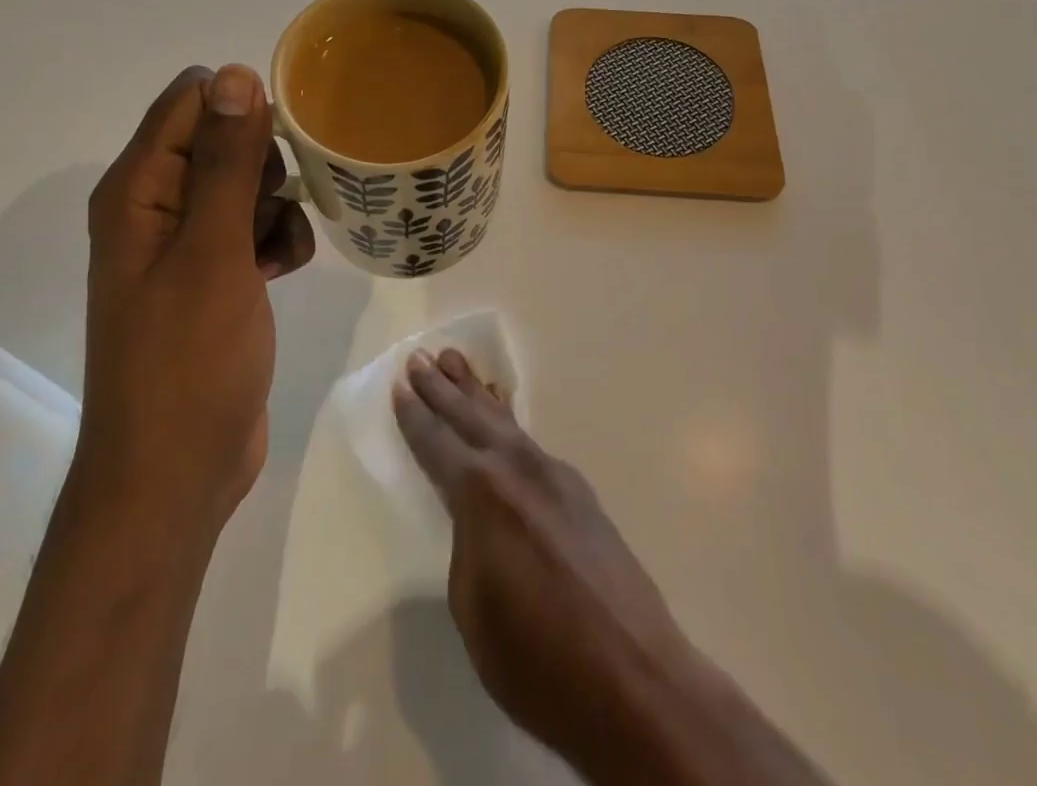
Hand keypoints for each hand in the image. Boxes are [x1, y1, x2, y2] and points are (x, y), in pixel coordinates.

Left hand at [80, 64, 314, 530]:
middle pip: (222, 139)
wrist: (179, 472)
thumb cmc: (189, 359)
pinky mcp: (213, 277)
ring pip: (248, 185)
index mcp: (137, 190)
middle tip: (275, 207)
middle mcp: (155, 208)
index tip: (283, 143)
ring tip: (279, 253)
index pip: (190, 101)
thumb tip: (234, 73)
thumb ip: (227, 160)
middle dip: (265, 164)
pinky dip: (278, 241)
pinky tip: (283, 272)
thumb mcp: (214, 250)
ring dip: (279, 207)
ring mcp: (185, 245)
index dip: (240, 110)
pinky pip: (255, 229)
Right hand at [392, 348, 695, 769]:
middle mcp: (518, 469)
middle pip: (470, 419)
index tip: (400, 386)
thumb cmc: (539, 660)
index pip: (438, 445)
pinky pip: (530, 440)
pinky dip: (509, 419)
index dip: (416, 417)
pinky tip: (504, 412)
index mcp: (483, 495)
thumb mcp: (474, 611)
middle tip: (420, 356)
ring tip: (456, 361)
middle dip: (443, 388)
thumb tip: (475, 520)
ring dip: (476, 393)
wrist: (636, 679)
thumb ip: (466, 547)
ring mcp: (554, 475)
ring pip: (504, 422)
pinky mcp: (579, 491)